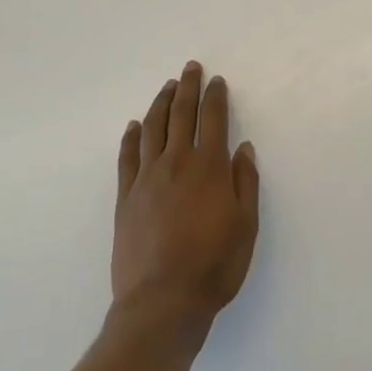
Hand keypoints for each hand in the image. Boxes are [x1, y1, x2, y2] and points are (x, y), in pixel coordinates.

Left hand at [112, 63, 259, 338]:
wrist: (161, 303)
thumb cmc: (214, 265)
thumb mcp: (246, 225)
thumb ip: (245, 182)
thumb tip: (242, 148)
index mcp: (209, 167)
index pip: (213, 119)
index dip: (215, 96)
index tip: (216, 81)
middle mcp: (176, 162)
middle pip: (181, 114)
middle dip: (187, 87)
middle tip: (190, 68)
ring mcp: (147, 178)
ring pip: (153, 128)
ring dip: (160, 103)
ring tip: (166, 87)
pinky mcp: (125, 197)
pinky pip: (127, 157)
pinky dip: (131, 137)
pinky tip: (135, 126)